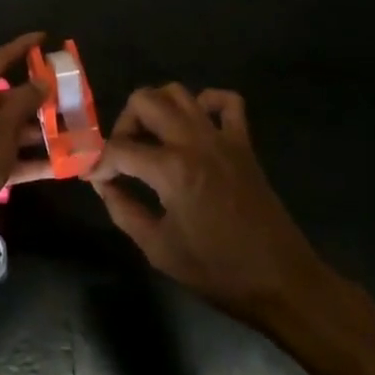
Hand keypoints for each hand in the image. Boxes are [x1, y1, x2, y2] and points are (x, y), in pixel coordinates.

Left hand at [0, 33, 53, 243]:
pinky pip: (10, 158)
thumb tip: (42, 80)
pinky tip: (62, 165)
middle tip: (66, 94)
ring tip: (72, 130)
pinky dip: (32, 160)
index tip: (44, 37)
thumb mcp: (0, 131)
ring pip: (11, 130)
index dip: (20, 48)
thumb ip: (23, 104)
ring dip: (39, 132)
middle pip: (6, 99)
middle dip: (37, 99)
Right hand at [90, 85, 321, 327]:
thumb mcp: (159, 249)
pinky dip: (206, 102)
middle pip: (144, 101)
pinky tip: (194, 125)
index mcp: (171, 169)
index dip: (98, 162)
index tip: (93, 177)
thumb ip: (124, 210)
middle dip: (124, 124)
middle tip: (122, 155)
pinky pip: (226, 102)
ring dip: (156, 108)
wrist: (281, 282)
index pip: (118, 149)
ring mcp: (221, 137)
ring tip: (152, 139)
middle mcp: (194, 141)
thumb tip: (102, 185)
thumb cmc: (217, 272)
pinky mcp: (243, 143)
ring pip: (179, 92)